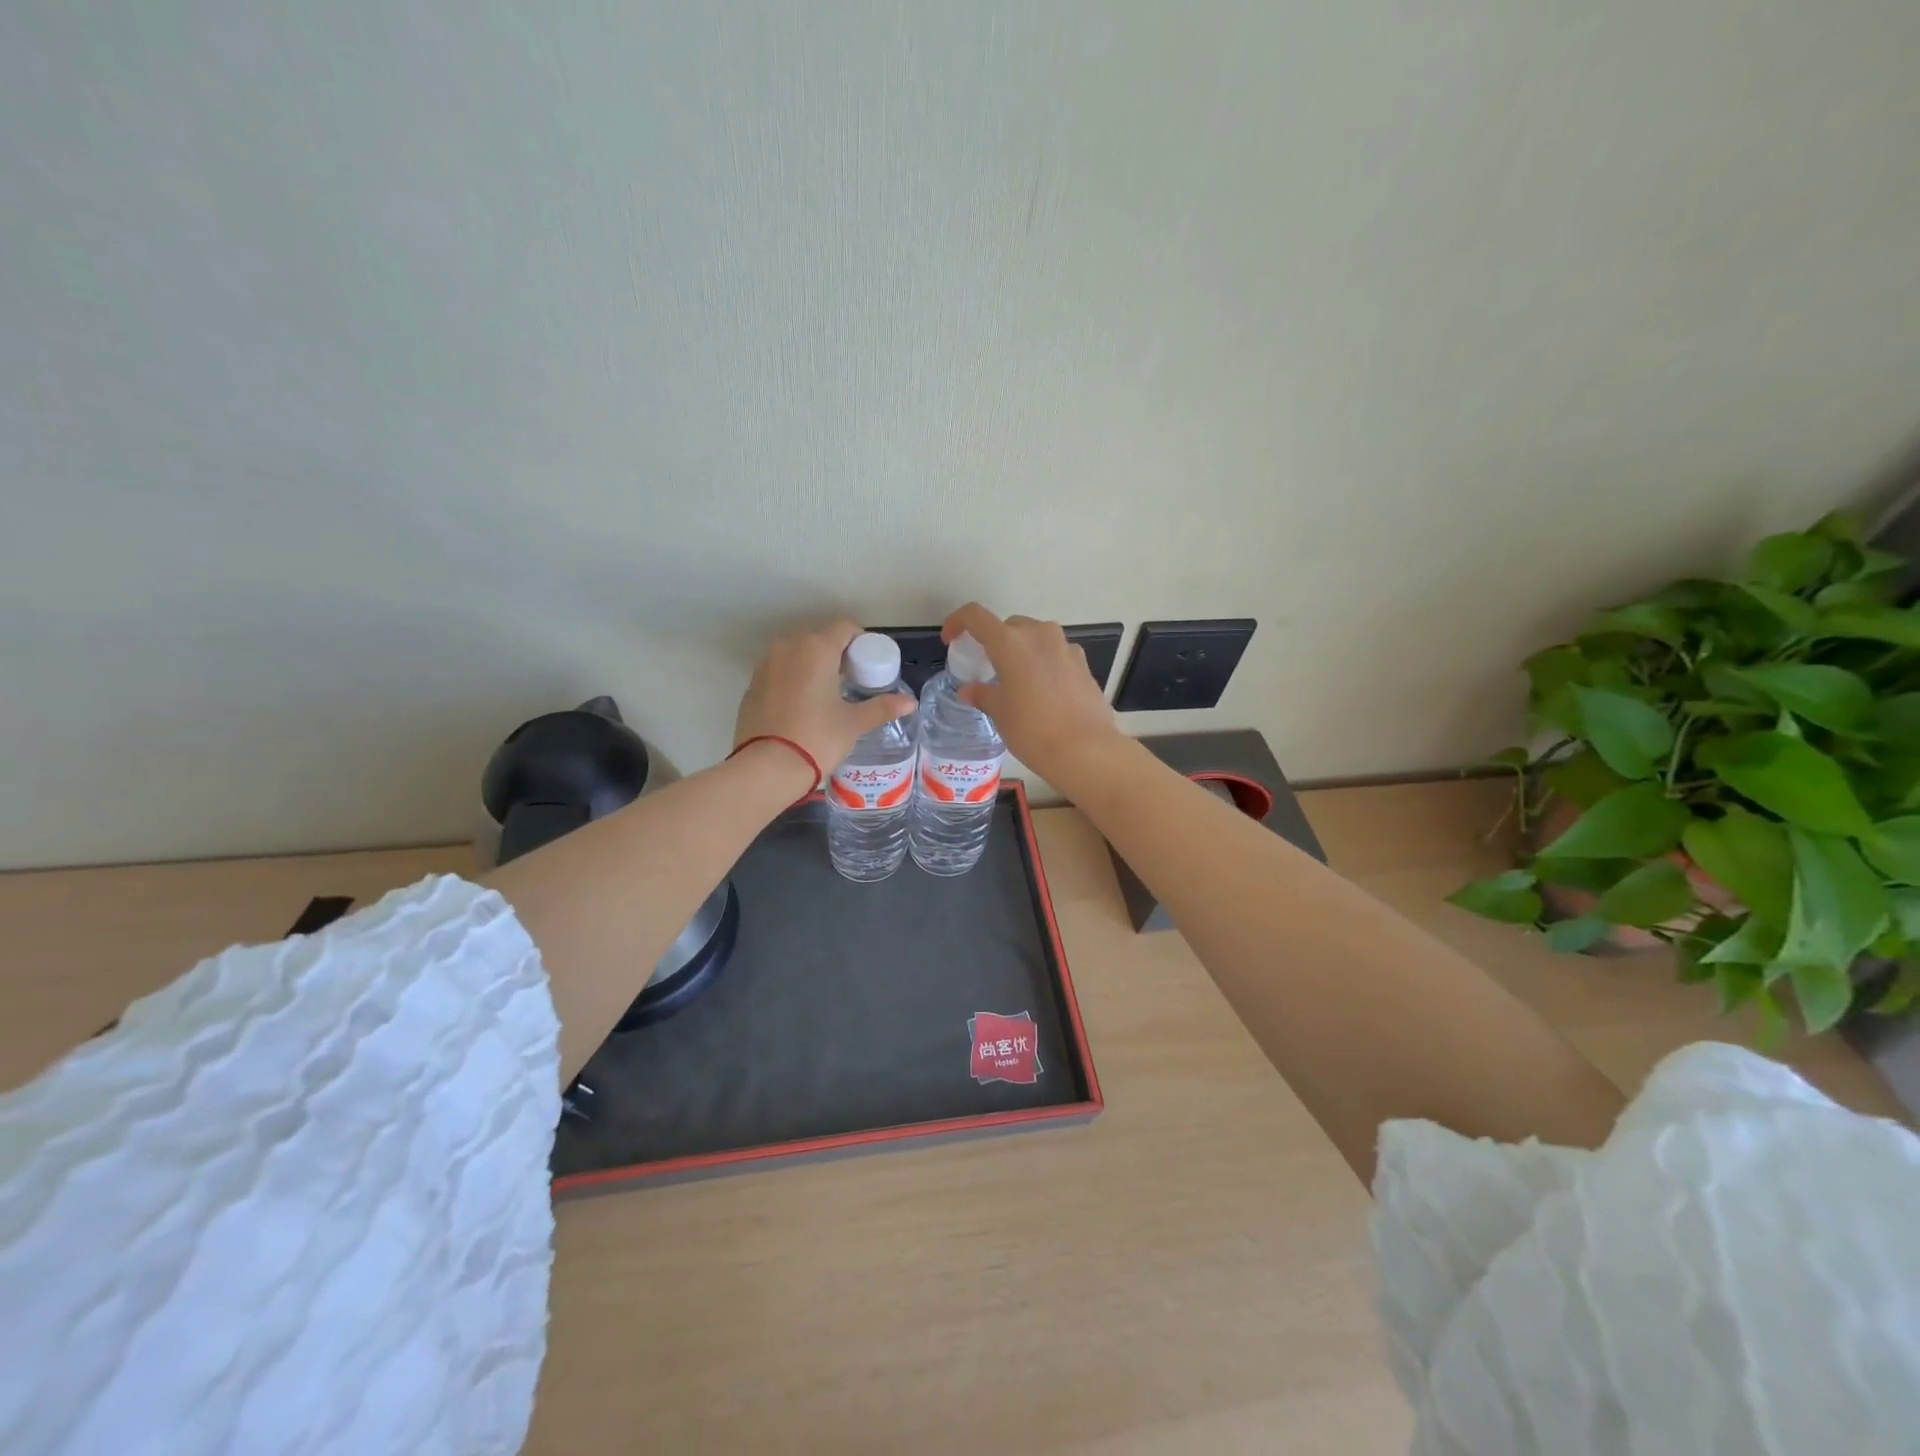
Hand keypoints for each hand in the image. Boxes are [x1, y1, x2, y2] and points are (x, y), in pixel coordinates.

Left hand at [734, 619, 914, 780]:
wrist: (766, 768)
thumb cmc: (817, 739)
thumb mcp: (854, 724)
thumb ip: (882, 707)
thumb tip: (910, 702)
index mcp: (817, 649)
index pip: (844, 627)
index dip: (860, 641)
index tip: (867, 664)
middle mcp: (788, 647)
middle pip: (819, 638)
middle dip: (837, 653)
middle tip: (850, 681)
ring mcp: (766, 664)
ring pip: (796, 653)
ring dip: (813, 665)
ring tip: (826, 694)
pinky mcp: (752, 684)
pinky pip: (779, 670)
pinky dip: (793, 678)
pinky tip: (801, 705)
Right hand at [941, 604, 1124, 784]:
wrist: (1085, 750)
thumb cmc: (1032, 730)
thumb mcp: (1000, 713)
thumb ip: (982, 694)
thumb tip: (969, 690)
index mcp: (1010, 642)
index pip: (976, 616)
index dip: (958, 622)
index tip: (951, 639)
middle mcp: (1039, 634)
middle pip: (1009, 626)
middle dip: (994, 640)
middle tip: (988, 666)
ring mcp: (1065, 646)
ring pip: (1035, 637)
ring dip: (1021, 650)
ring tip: (1016, 679)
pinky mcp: (1083, 663)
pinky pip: (1056, 653)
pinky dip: (1043, 663)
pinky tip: (1043, 691)